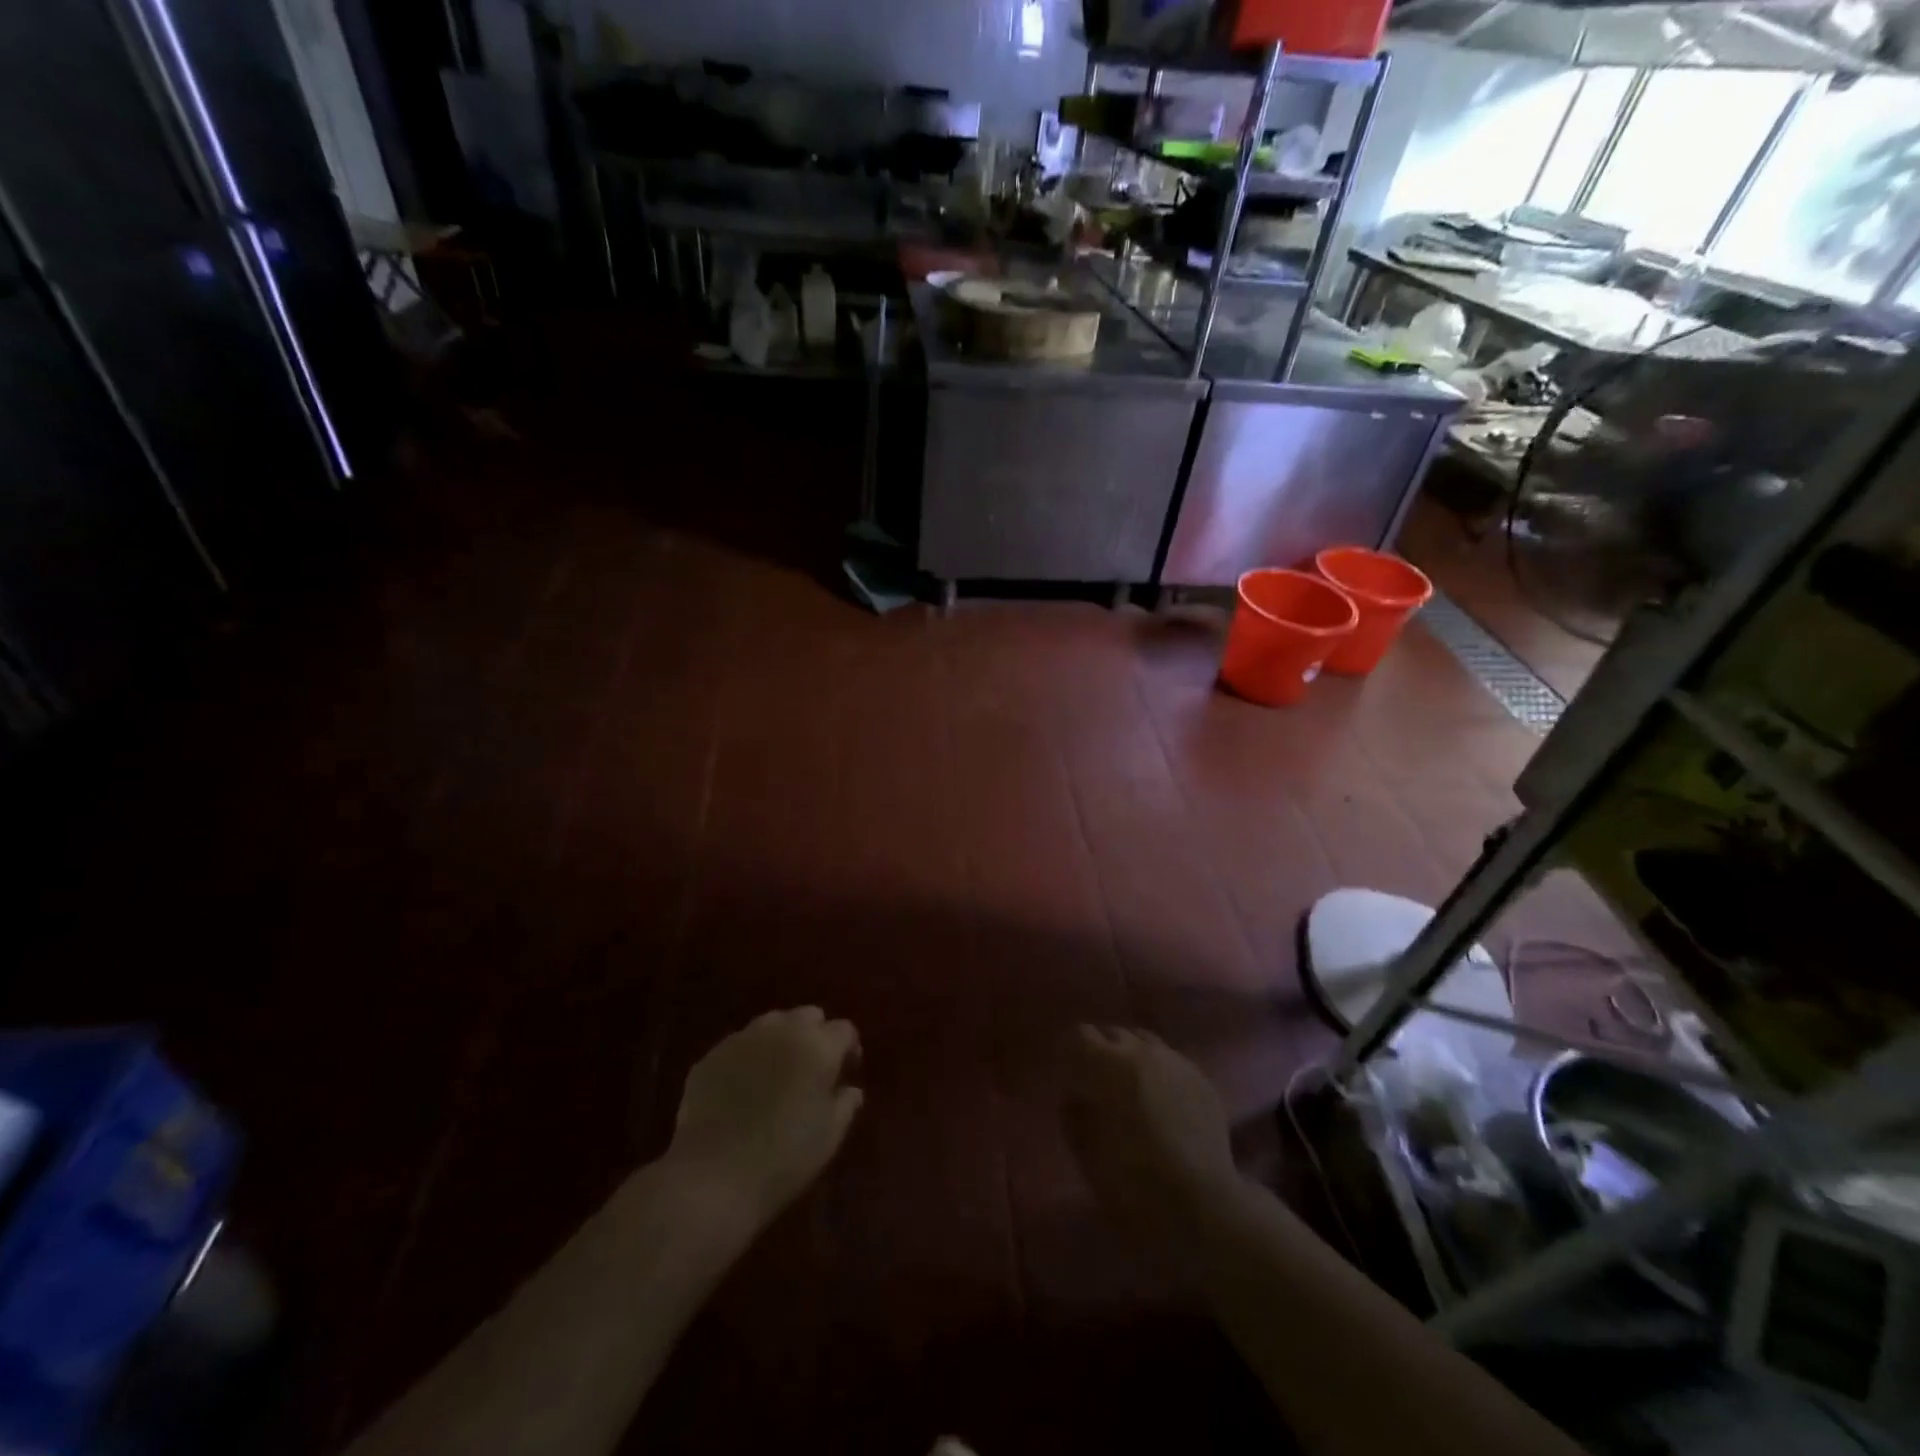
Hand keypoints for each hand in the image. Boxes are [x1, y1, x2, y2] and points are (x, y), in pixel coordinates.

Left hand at [665, 1008, 863, 1233]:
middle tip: (812, 1070)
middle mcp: (782, 1030)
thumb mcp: (829, 1136)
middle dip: (815, 1035)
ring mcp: (742, 1039)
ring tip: (777, 1073)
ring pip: (771, 1023)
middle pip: (808, 1015)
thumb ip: (846, 1104)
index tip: (845, 1073)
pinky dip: (748, 1057)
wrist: (713, 1178)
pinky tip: (743, 1088)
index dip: (848, 1049)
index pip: (844, 1030)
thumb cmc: (784, 1158)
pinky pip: (739, 1045)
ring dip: (781, 1040)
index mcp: (817, 1046)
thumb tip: (850, 1089)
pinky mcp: (711, 1056)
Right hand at [1063, 1025, 1237, 1226]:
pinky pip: (1172, 1062)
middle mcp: (1142, 1052)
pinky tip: (1164, 1105)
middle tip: (1099, 1087)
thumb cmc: (1132, 1183)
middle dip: (1102, 1053)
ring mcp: (1176, 1062)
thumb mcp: (1085, 1152)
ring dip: (1133, 1059)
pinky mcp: (1202, 1079)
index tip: (1069, 1078)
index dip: (1070, 1054)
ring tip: (1133, 1090)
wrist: (1202, 1208)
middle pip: (1113, 1034)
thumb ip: (1074, 1113)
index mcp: (1107, 1065)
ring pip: (1145, 1042)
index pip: (1079, 1035)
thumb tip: (1077, 1095)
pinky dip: (1160, 1074)